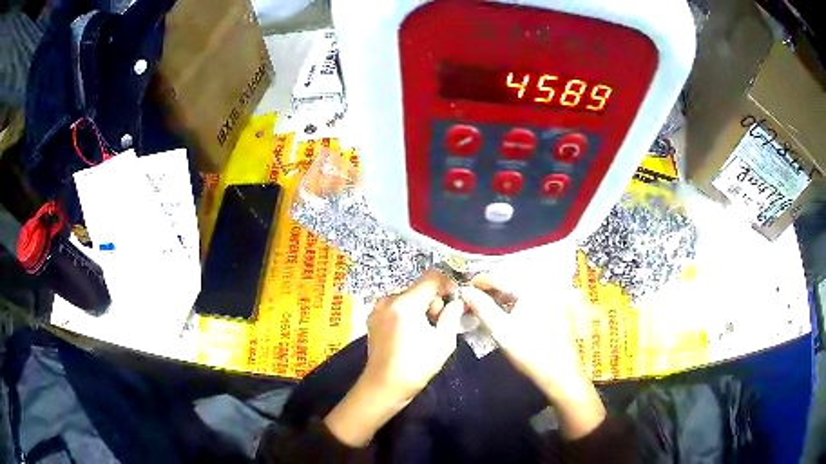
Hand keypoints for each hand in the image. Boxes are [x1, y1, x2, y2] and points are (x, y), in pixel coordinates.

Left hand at [325, 270, 463, 445]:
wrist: (383, 386)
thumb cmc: (416, 366)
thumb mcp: (443, 342)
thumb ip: (452, 316)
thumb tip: (457, 301)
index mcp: (405, 304)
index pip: (431, 277)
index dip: (448, 284)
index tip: (456, 300)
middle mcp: (388, 300)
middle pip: (419, 288)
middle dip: (434, 301)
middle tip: (440, 324)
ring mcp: (378, 308)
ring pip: (408, 297)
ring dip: (421, 307)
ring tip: (425, 331)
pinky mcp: (373, 317)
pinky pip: (397, 306)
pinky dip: (408, 313)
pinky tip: (411, 333)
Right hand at [461, 273, 605, 438]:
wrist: (558, 371)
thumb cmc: (529, 351)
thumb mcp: (500, 329)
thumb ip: (482, 307)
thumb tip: (465, 291)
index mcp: (532, 287)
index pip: (501, 276)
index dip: (481, 281)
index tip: (466, 288)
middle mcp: (544, 285)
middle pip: (512, 277)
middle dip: (493, 285)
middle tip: (476, 294)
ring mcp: (552, 294)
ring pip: (522, 286)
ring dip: (504, 291)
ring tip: (489, 302)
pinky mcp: (555, 304)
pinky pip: (531, 294)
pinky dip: (517, 298)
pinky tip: (507, 308)